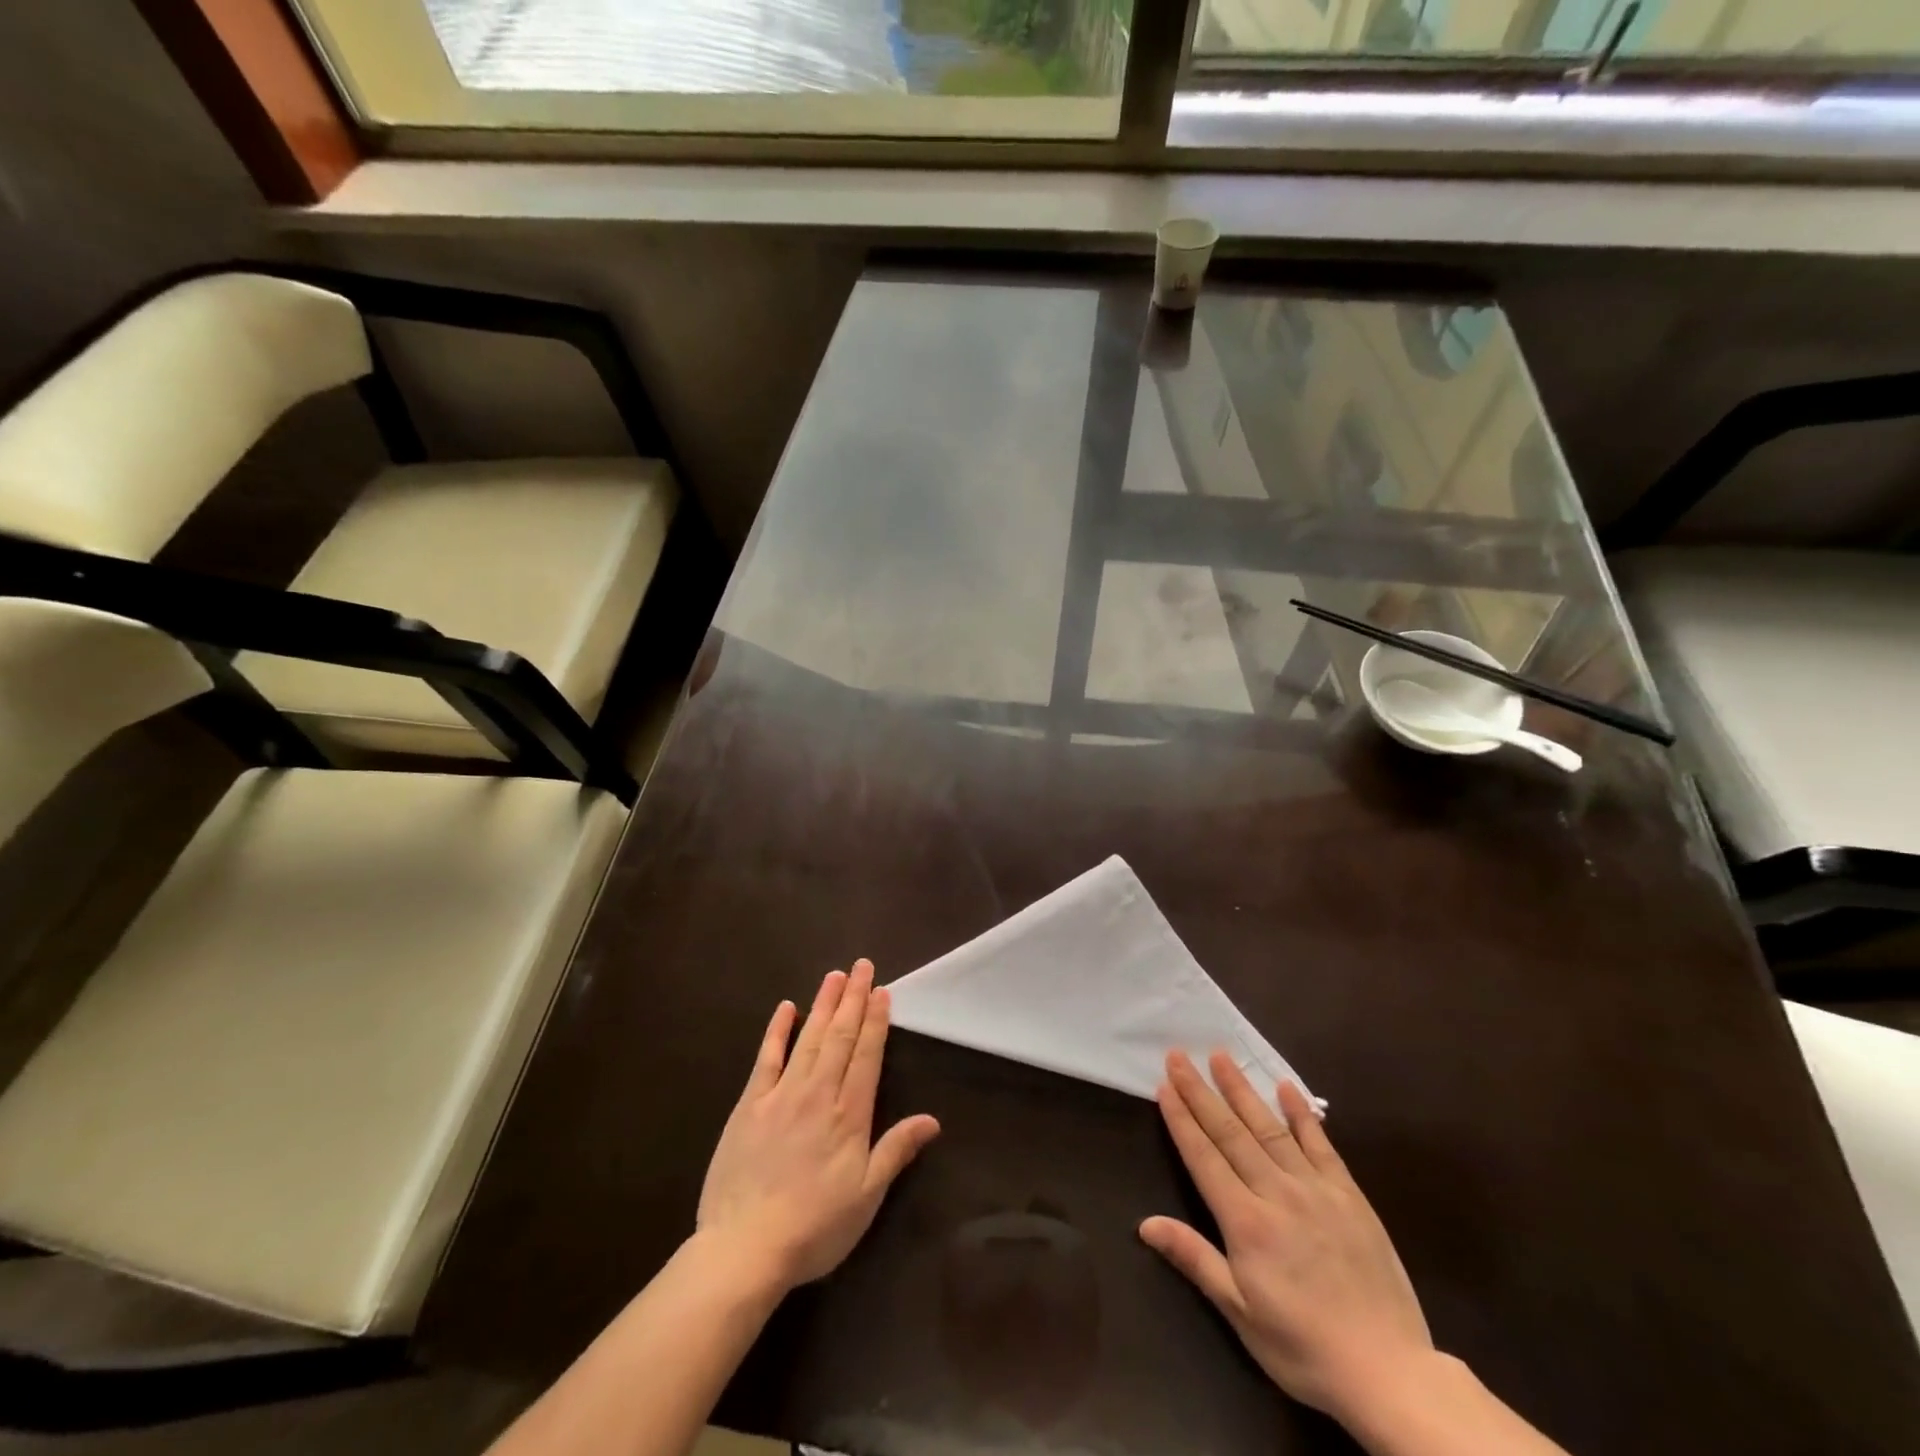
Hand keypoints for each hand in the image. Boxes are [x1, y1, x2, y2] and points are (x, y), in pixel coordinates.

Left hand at [697, 961, 940, 1292]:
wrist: (745, 1248)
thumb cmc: (814, 1227)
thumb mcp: (866, 1197)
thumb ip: (896, 1151)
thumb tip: (932, 1120)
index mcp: (849, 1114)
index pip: (867, 1055)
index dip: (876, 1021)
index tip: (882, 991)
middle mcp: (818, 1093)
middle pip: (840, 1037)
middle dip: (853, 999)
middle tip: (862, 966)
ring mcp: (781, 1094)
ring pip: (809, 1038)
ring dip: (824, 1004)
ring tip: (835, 975)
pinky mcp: (749, 1104)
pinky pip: (766, 1058)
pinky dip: (777, 1031)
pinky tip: (786, 1008)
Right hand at [1140, 1051, 1433, 1424]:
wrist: (1390, 1373)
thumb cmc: (1304, 1348)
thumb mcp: (1241, 1313)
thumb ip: (1194, 1259)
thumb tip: (1145, 1223)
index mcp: (1246, 1222)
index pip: (1204, 1158)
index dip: (1181, 1120)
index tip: (1164, 1086)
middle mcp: (1276, 1192)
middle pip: (1230, 1133)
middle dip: (1200, 1092)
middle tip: (1178, 1056)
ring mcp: (1315, 1189)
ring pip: (1269, 1128)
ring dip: (1242, 1090)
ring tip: (1220, 1056)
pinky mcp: (1349, 1195)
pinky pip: (1321, 1145)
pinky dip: (1302, 1113)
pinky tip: (1286, 1087)